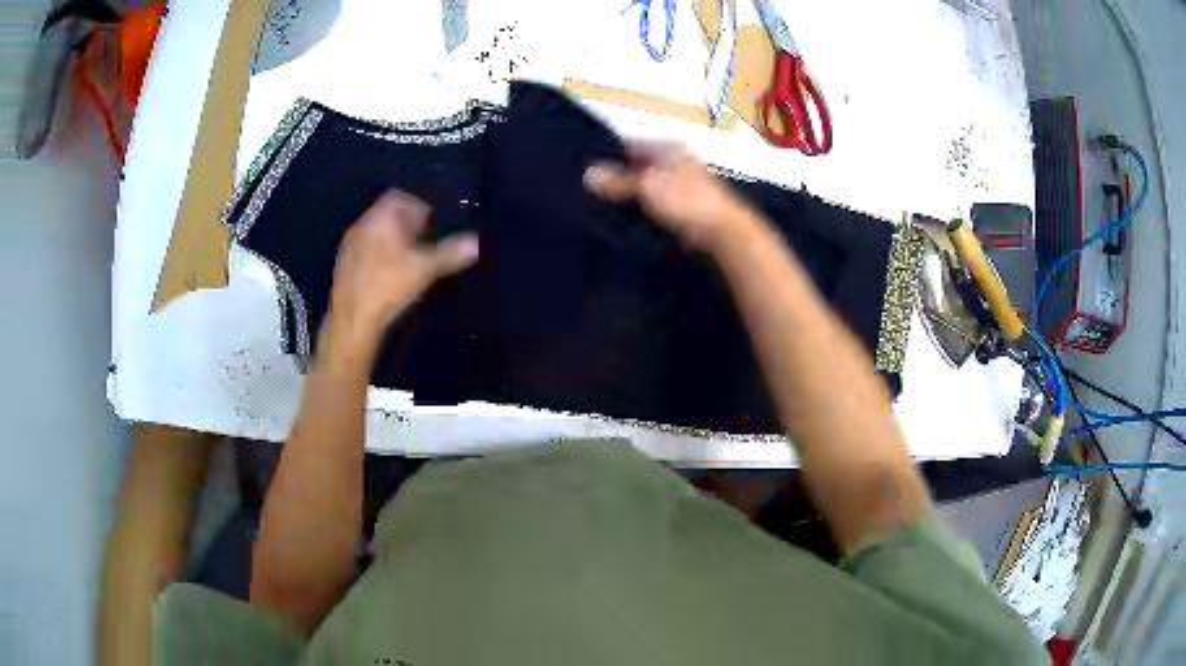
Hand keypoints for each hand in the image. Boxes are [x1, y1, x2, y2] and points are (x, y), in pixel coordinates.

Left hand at [326, 190, 478, 359]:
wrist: (352, 319)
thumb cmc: (389, 286)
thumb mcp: (426, 269)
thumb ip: (451, 253)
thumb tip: (477, 242)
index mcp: (381, 217)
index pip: (400, 197)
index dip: (419, 207)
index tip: (432, 224)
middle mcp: (363, 224)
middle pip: (387, 213)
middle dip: (407, 224)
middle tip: (425, 242)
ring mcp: (350, 244)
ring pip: (376, 232)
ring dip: (392, 240)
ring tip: (409, 259)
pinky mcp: (343, 264)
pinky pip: (366, 248)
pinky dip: (379, 254)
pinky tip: (389, 274)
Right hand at [584, 141, 753, 251]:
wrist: (725, 234)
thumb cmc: (688, 201)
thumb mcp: (648, 186)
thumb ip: (618, 180)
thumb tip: (587, 174)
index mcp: (668, 146)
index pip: (628, 143)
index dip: (606, 155)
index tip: (582, 170)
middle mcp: (674, 161)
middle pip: (635, 165)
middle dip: (614, 177)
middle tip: (586, 191)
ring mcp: (680, 184)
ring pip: (643, 186)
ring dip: (626, 197)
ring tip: (598, 207)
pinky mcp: (682, 207)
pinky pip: (653, 204)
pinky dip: (640, 210)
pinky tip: (623, 221)